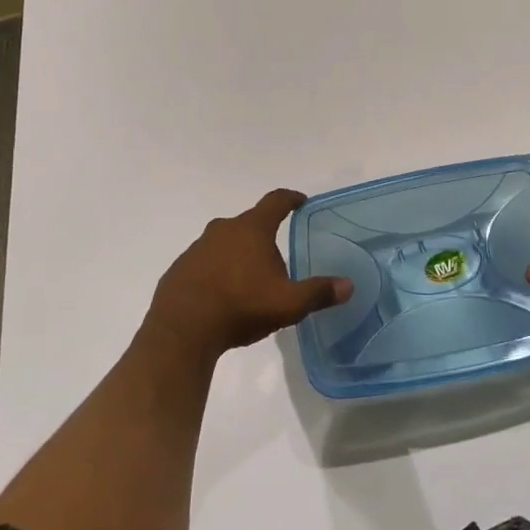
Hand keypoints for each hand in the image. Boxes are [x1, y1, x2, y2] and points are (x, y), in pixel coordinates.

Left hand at [143, 189, 350, 365]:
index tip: (300, 201)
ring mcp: (197, 247)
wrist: (181, 330)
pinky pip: (206, 262)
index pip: (276, 202)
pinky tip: (224, 295)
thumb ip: (319, 292)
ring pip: (226, 242)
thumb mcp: (288, 303)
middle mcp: (223, 229)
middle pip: (249, 223)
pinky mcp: (180, 268)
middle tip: (278, 254)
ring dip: (239, 254)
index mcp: (251, 229)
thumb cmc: (240, 306)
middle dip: (264, 234)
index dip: (291, 199)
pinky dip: (218, 271)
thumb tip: (348, 285)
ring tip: (251, 279)